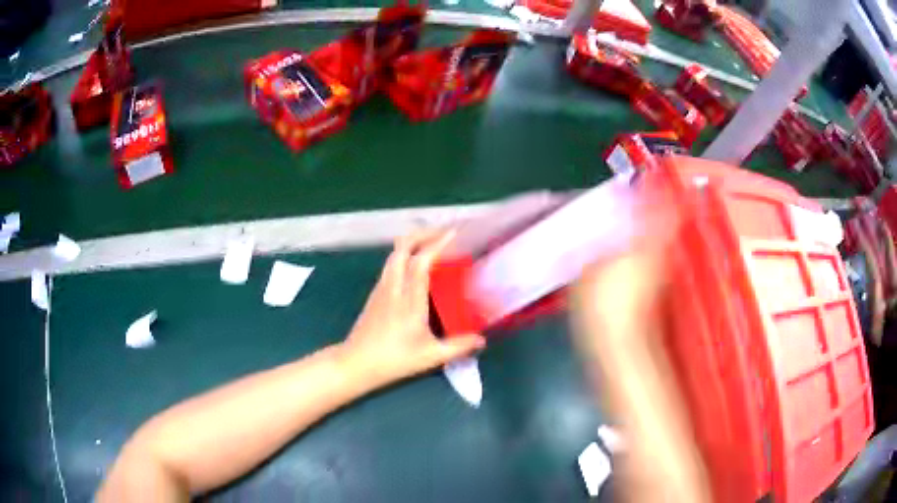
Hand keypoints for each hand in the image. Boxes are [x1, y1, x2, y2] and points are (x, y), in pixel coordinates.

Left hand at [341, 229, 485, 386]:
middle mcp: (393, 287)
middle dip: (423, 234)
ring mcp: (381, 288)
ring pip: (394, 254)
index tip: (454, 233)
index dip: (437, 243)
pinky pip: (390, 265)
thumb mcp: (431, 356)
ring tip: (432, 246)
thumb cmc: (394, 359)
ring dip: (413, 243)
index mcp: (409, 299)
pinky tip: (415, 267)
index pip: (421, 261)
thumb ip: (458, 346)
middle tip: (444, 234)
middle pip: (402, 247)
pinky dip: (404, 256)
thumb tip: (481, 340)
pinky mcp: (375, 293)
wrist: (356, 363)